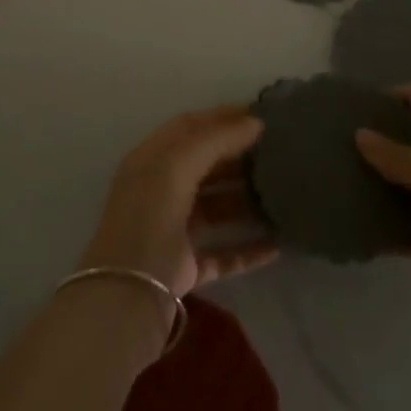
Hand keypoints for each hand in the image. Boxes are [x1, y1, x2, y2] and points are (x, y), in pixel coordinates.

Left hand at [80, 105, 277, 299]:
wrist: (127, 295)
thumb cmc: (150, 216)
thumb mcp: (178, 164)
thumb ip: (216, 139)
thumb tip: (254, 122)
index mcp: (152, 160)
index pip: (189, 127)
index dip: (222, 117)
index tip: (259, 114)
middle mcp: (161, 191)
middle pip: (205, 166)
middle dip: (238, 157)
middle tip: (277, 152)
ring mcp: (173, 231)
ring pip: (217, 209)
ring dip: (246, 201)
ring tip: (283, 193)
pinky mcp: (186, 269)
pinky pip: (224, 253)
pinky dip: (248, 249)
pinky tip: (277, 245)